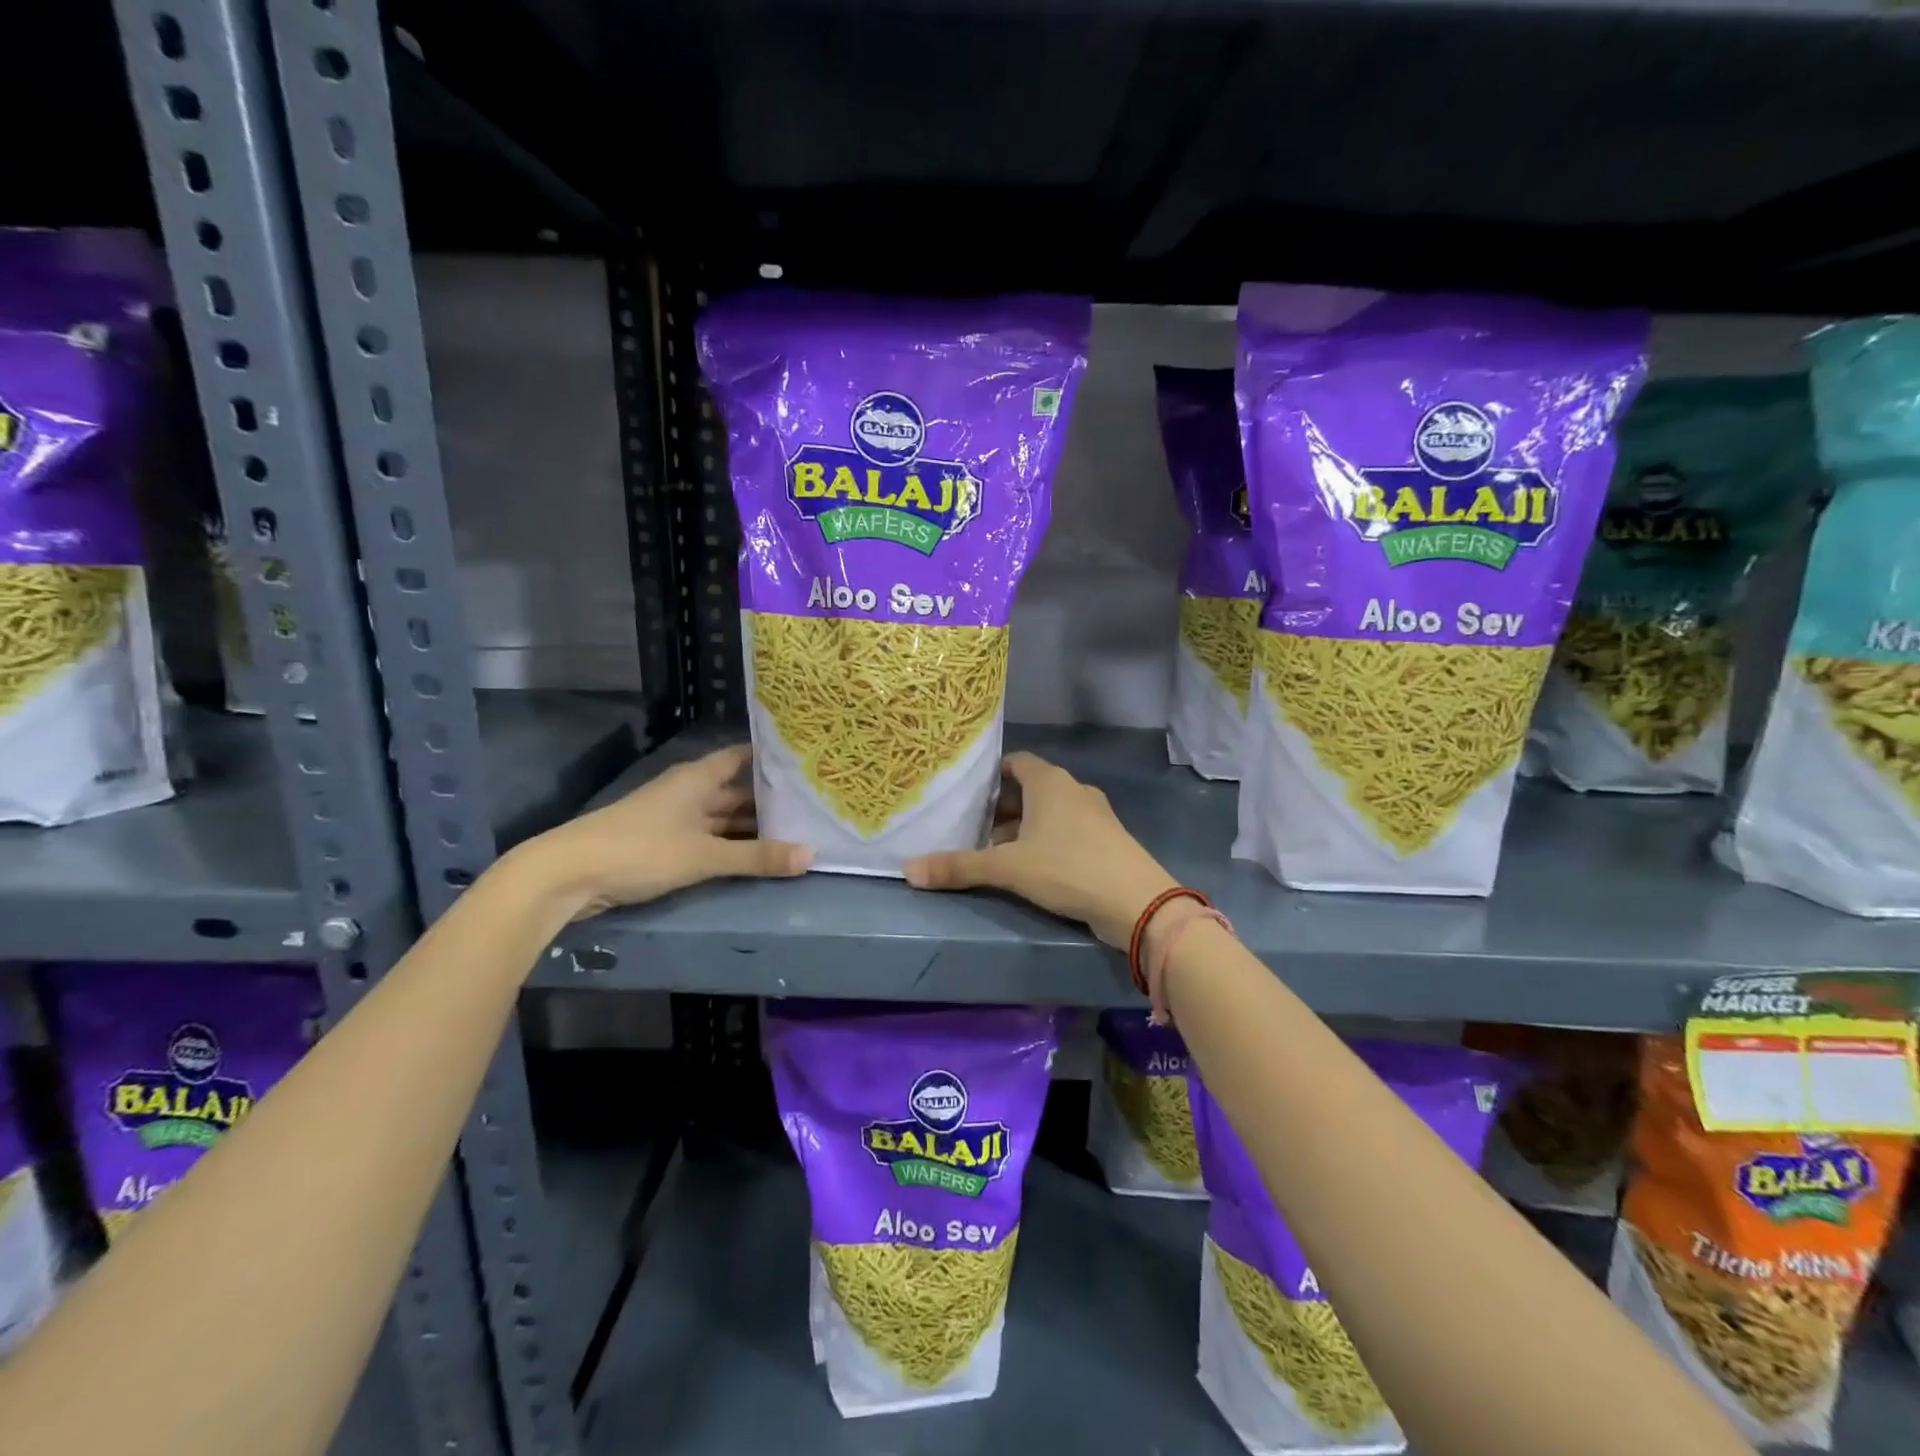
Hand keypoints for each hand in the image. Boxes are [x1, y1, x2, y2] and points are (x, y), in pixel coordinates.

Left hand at [521, 744, 809, 920]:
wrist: (569, 874)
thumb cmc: (641, 850)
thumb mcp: (704, 855)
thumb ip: (757, 857)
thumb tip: (811, 856)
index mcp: (697, 778)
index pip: (741, 758)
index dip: (770, 759)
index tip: (804, 763)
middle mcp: (688, 792)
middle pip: (735, 791)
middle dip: (769, 801)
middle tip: (812, 808)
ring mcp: (674, 818)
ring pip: (722, 818)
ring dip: (750, 827)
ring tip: (793, 834)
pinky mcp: (663, 844)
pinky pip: (708, 838)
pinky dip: (730, 845)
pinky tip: (754, 856)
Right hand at [904, 752, 1176, 946]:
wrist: (1137, 902)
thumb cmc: (1068, 869)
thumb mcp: (1008, 868)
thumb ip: (959, 867)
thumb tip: (909, 869)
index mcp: (1050, 782)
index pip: (1015, 763)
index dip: (990, 777)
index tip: (967, 797)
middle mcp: (1074, 789)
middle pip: (1030, 788)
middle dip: (1002, 808)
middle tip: (975, 831)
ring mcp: (1095, 814)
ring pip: (1050, 811)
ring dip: (1024, 828)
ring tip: (998, 854)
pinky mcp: (1108, 839)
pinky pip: (1068, 829)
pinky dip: (1047, 840)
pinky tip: (1034, 869)